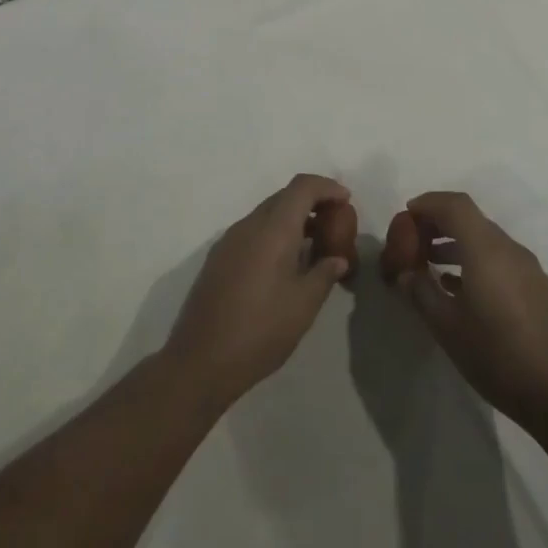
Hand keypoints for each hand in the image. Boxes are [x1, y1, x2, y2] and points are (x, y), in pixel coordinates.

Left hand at [164, 174, 352, 408]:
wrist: (200, 361)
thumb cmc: (260, 331)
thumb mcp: (303, 305)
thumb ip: (324, 274)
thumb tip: (337, 259)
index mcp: (272, 230)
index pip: (301, 187)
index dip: (327, 187)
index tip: (347, 201)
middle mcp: (248, 226)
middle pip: (283, 197)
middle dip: (312, 202)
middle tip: (335, 224)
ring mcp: (229, 241)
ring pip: (266, 214)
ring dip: (292, 220)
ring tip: (316, 245)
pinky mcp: (218, 259)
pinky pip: (252, 232)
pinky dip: (274, 234)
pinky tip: (286, 264)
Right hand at [391, 191, 547, 432]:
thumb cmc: (496, 357)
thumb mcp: (446, 327)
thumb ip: (421, 291)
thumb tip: (406, 273)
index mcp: (486, 250)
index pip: (455, 205)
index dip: (428, 203)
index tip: (405, 218)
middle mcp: (509, 249)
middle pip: (469, 218)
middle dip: (438, 223)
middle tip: (412, 243)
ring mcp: (527, 267)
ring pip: (484, 238)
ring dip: (454, 242)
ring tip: (428, 264)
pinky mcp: (535, 286)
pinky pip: (498, 258)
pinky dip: (473, 259)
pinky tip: (456, 287)